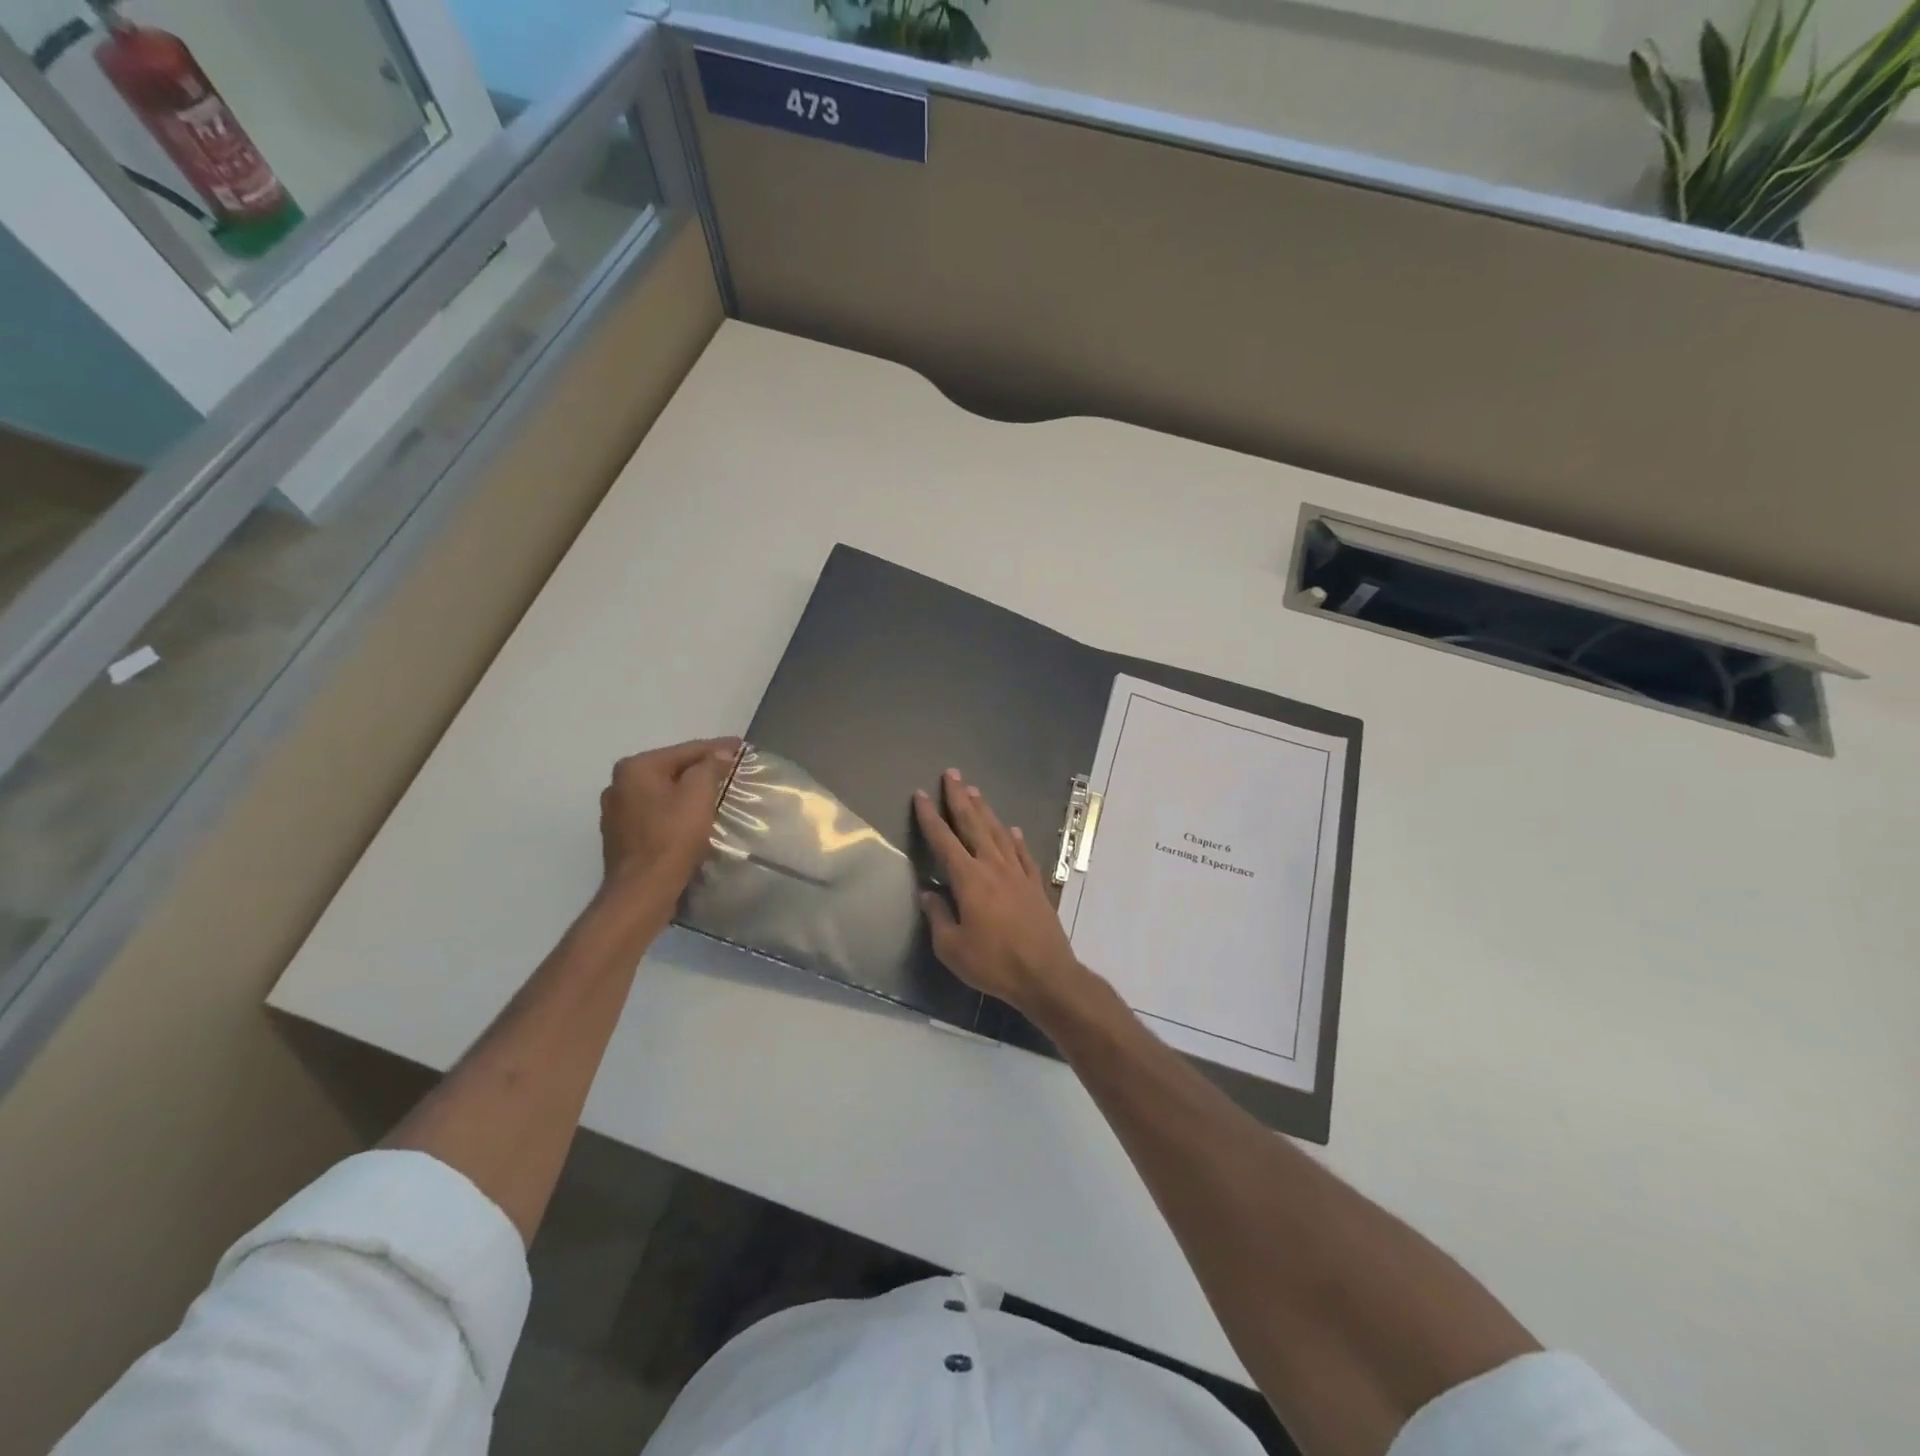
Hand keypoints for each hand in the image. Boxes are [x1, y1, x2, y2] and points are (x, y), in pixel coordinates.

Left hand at [599, 738, 739, 903]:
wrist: (642, 891)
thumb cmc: (672, 838)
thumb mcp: (698, 795)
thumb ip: (710, 766)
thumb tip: (719, 753)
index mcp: (636, 768)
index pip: (686, 750)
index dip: (718, 747)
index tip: (742, 747)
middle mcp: (619, 784)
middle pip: (671, 769)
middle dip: (701, 770)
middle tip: (730, 771)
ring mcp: (615, 811)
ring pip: (662, 792)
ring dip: (686, 792)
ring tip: (714, 795)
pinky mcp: (620, 836)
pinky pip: (654, 813)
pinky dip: (673, 811)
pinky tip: (690, 820)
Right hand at [913, 769, 1099, 1022]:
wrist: (1046, 975)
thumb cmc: (993, 963)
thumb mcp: (952, 948)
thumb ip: (938, 916)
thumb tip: (928, 893)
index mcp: (969, 879)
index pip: (944, 840)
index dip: (930, 817)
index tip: (920, 795)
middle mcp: (993, 867)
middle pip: (974, 824)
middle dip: (960, 798)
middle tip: (952, 774)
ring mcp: (1018, 873)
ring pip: (998, 833)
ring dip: (985, 810)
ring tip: (975, 791)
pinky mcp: (1036, 885)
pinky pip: (1023, 854)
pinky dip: (1015, 839)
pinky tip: (1012, 830)